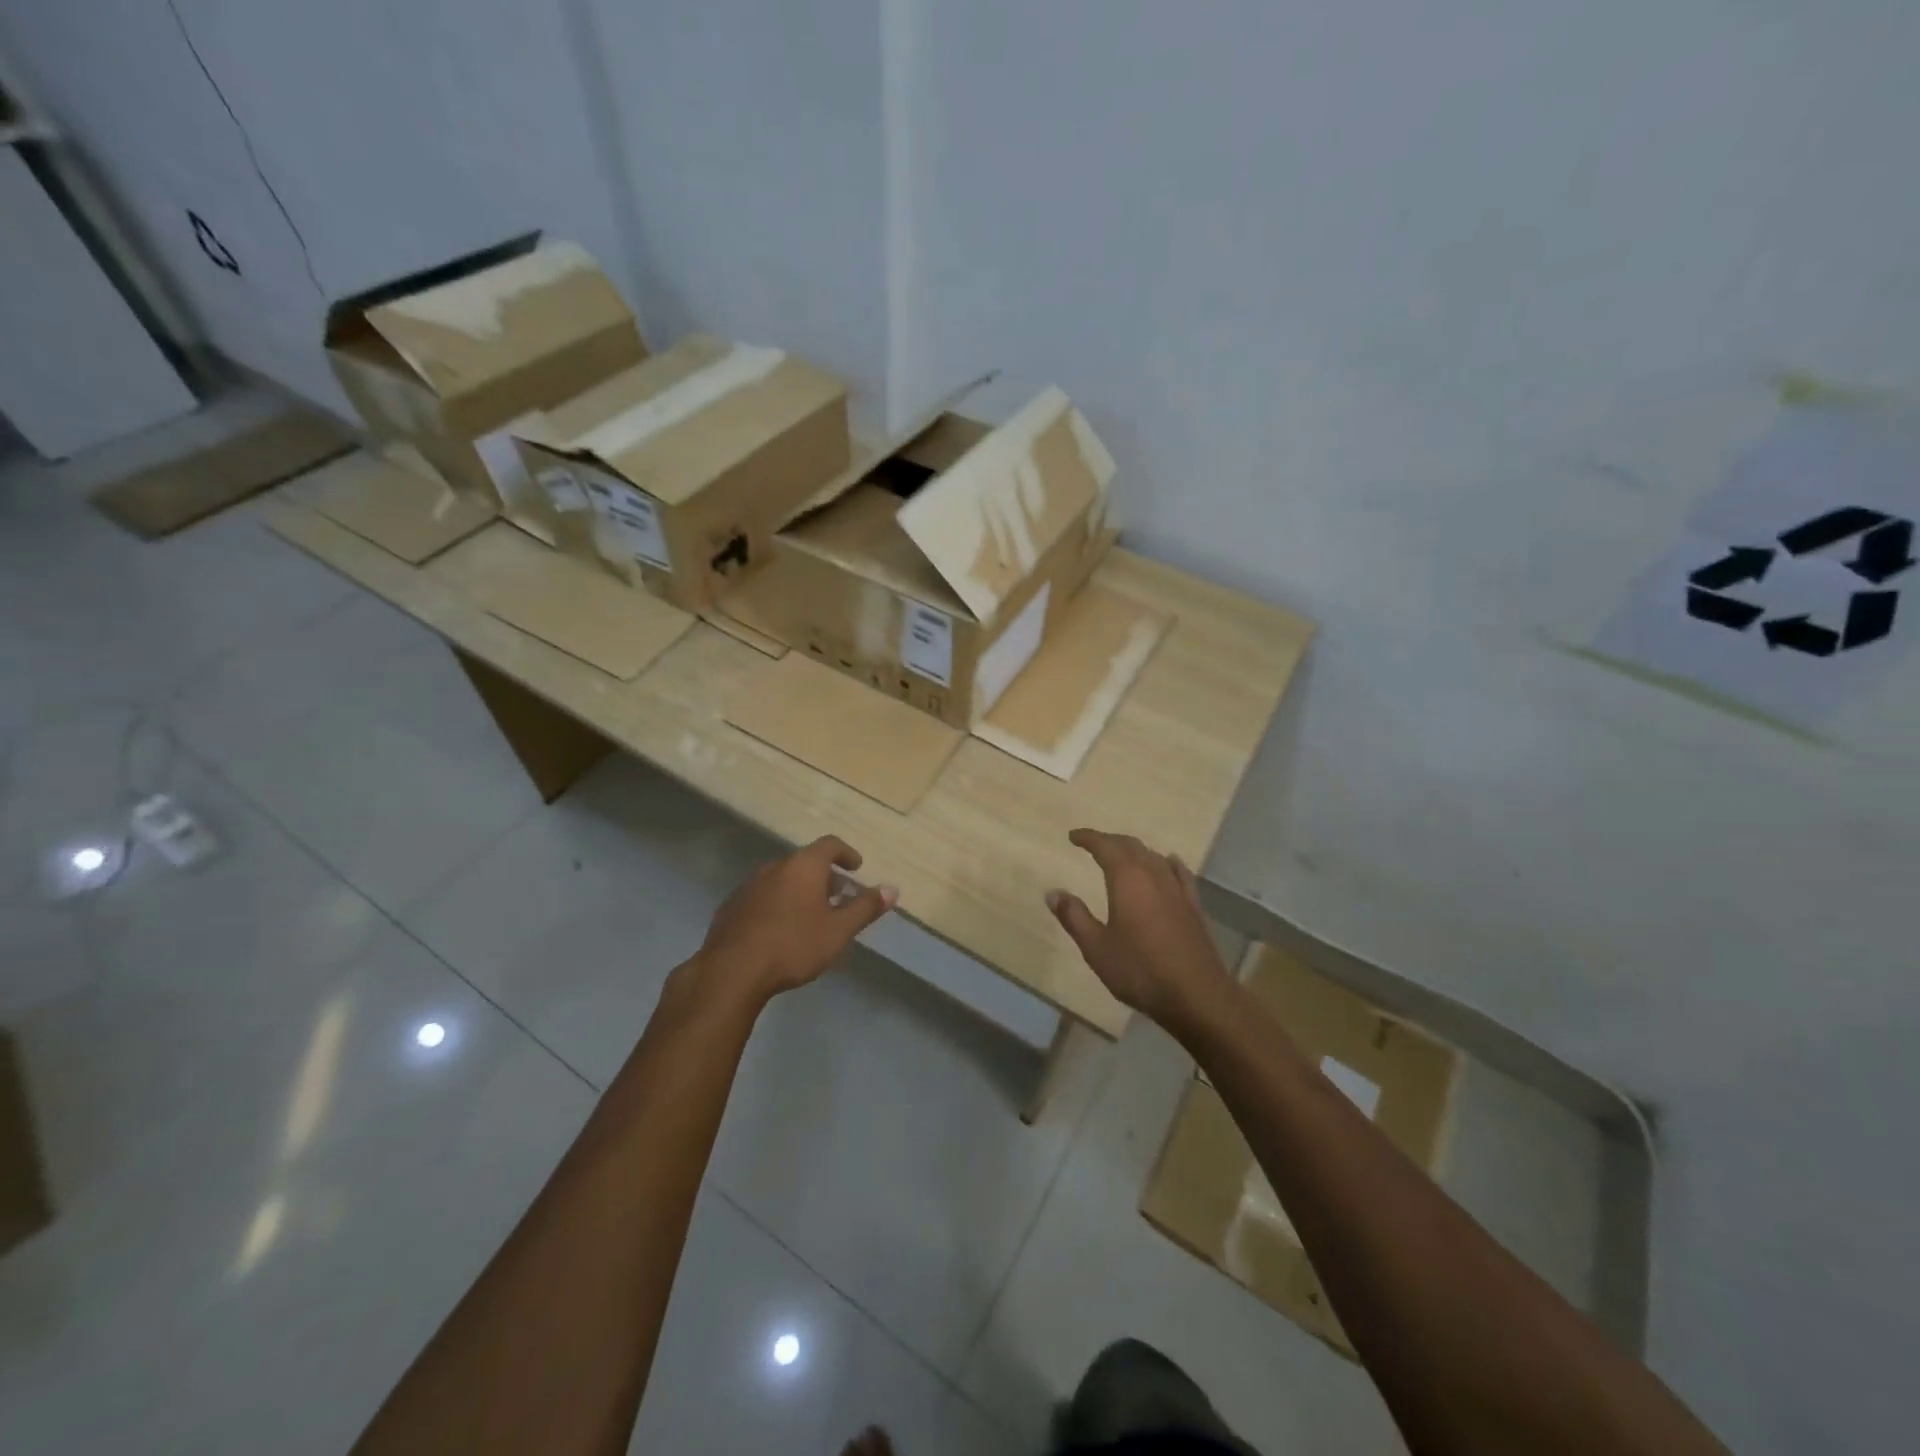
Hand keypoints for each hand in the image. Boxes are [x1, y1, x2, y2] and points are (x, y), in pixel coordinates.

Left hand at [694, 836, 896, 1004]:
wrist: (731, 971)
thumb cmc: (793, 946)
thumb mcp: (838, 931)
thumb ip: (865, 908)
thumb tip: (891, 889)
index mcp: (803, 866)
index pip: (829, 844)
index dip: (846, 853)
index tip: (856, 867)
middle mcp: (775, 867)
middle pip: (805, 862)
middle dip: (824, 876)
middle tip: (837, 897)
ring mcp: (749, 885)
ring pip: (782, 879)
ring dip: (799, 890)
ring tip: (810, 915)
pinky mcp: (731, 906)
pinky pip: (762, 896)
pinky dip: (777, 904)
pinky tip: (780, 930)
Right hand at [1047, 828, 1230, 1032]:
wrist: (1196, 995)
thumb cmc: (1140, 970)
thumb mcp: (1096, 947)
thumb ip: (1074, 917)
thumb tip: (1053, 892)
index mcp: (1127, 879)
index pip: (1106, 846)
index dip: (1089, 838)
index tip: (1073, 836)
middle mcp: (1154, 875)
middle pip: (1131, 846)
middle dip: (1110, 841)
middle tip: (1092, 844)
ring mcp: (1177, 889)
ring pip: (1154, 857)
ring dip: (1135, 851)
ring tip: (1121, 855)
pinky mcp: (1193, 906)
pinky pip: (1179, 873)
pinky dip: (1167, 863)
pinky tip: (1168, 863)